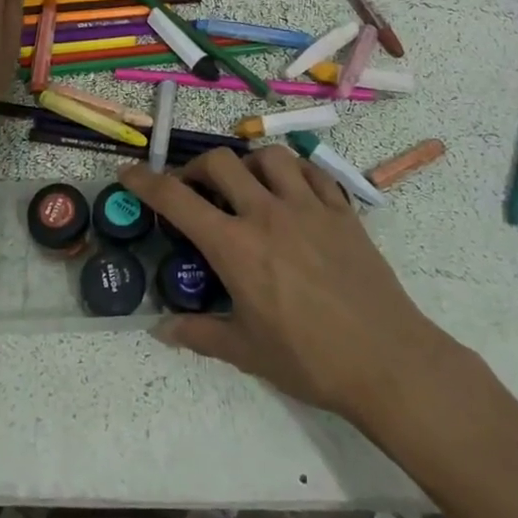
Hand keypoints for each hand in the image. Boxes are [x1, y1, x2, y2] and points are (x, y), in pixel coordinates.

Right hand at [120, 147, 465, 429]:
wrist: (387, 361)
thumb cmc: (310, 360)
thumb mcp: (246, 352)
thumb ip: (199, 334)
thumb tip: (162, 330)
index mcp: (235, 247)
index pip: (177, 200)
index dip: (146, 182)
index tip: (130, 173)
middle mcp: (267, 214)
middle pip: (221, 162)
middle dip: (197, 168)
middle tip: (195, 190)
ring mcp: (308, 207)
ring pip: (269, 156)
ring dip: (248, 163)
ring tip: (247, 186)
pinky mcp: (342, 211)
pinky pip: (313, 173)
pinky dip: (294, 173)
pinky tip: (292, 192)